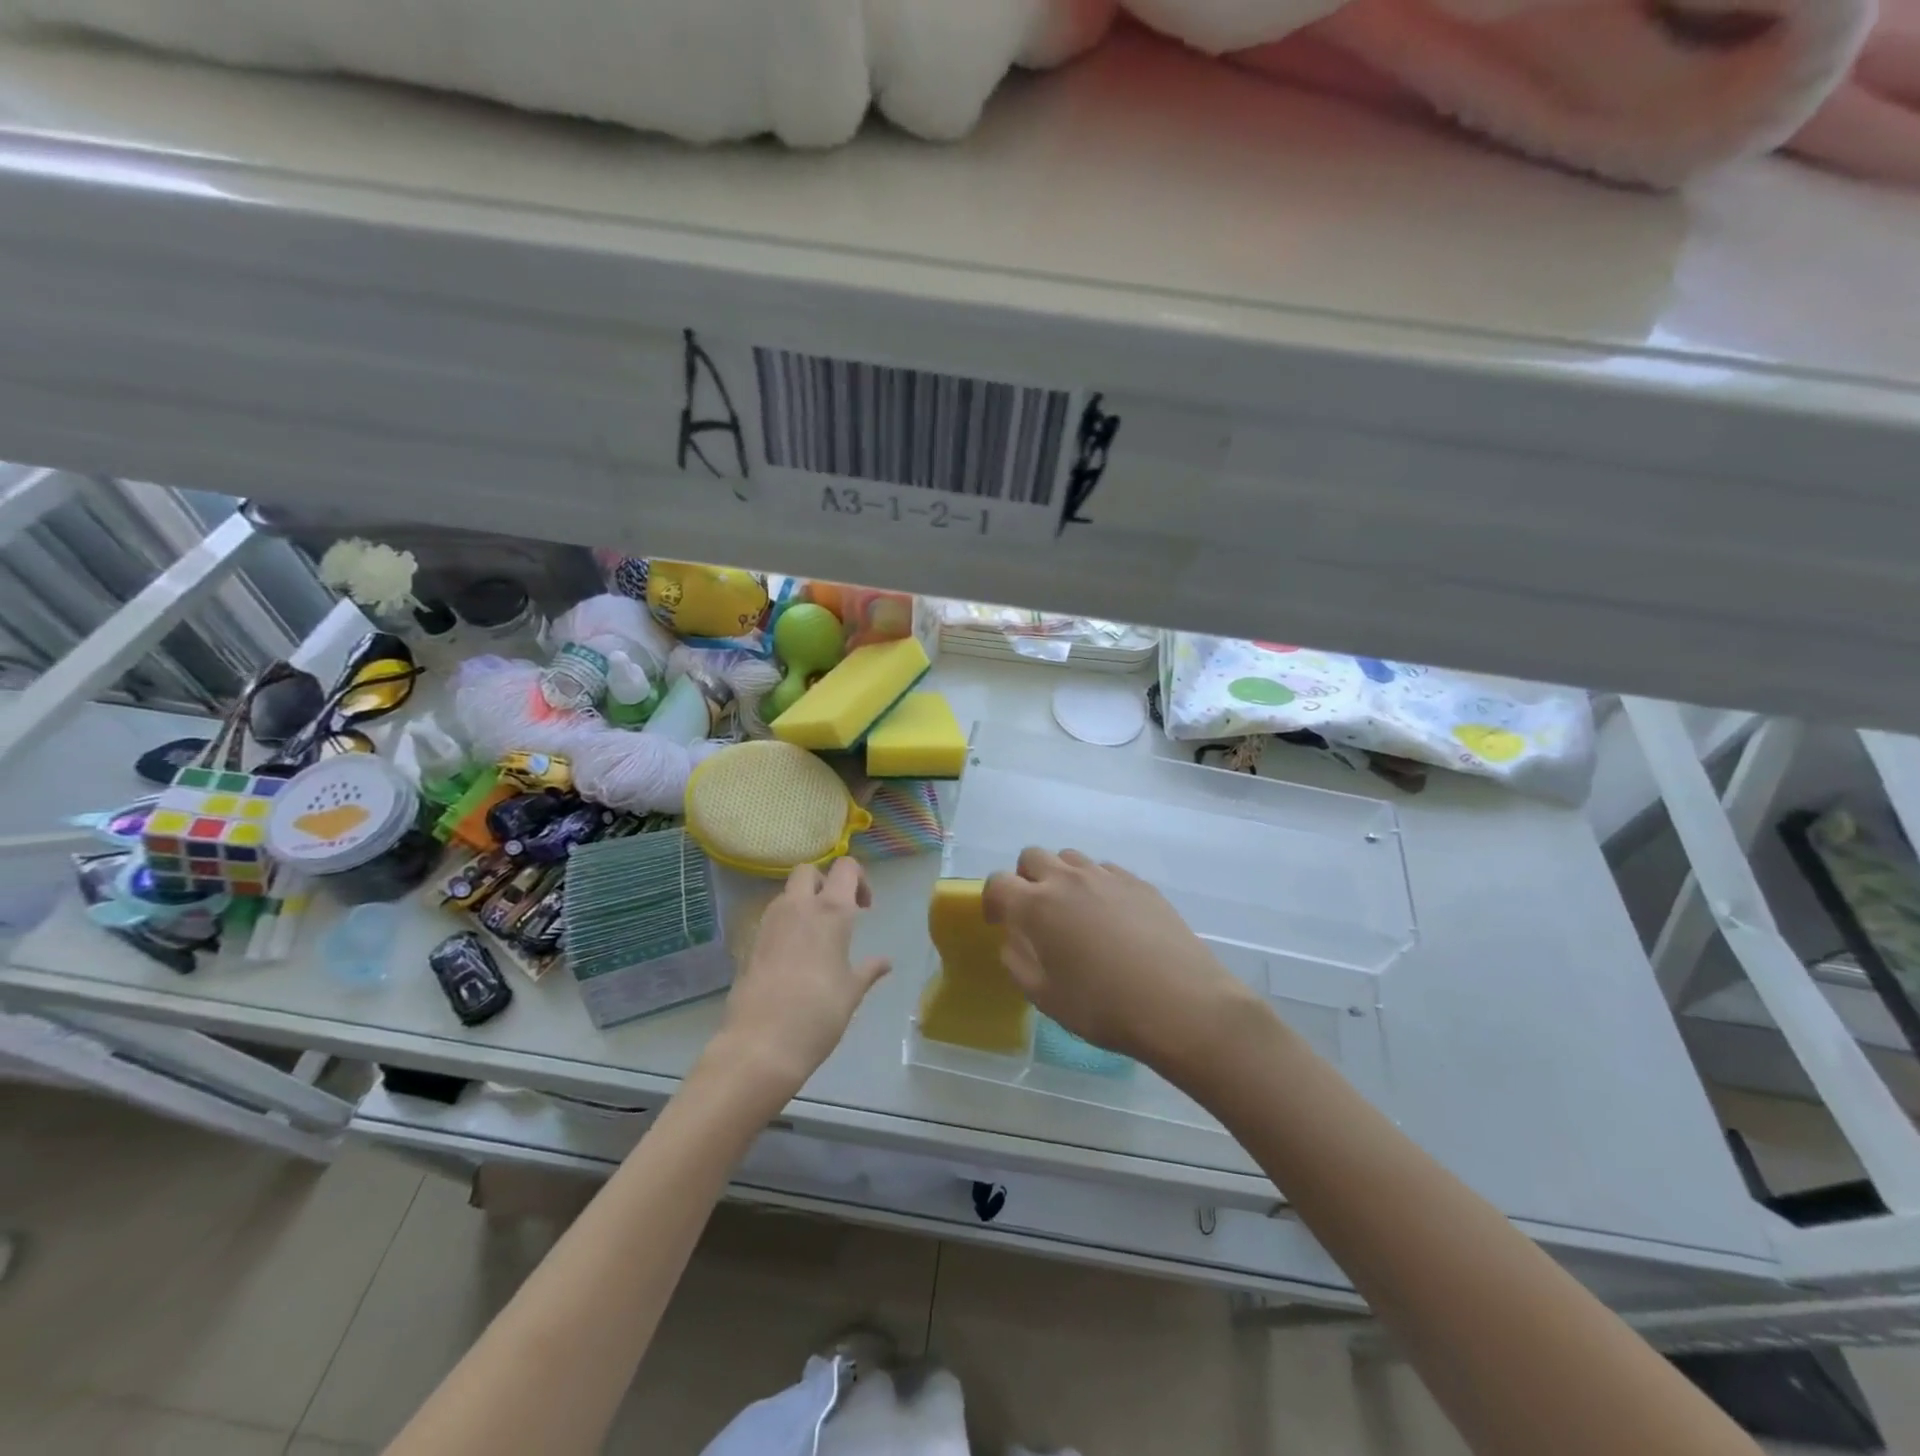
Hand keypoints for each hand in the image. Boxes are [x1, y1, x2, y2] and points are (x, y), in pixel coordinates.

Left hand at [708, 859, 890, 1102]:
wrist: (761, 1044)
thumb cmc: (819, 1014)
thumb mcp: (851, 992)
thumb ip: (869, 970)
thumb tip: (885, 962)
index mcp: (831, 911)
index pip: (845, 868)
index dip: (858, 879)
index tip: (864, 907)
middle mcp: (798, 906)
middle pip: (808, 871)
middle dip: (824, 882)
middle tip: (837, 914)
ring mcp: (769, 922)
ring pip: (786, 893)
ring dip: (802, 902)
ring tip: (816, 937)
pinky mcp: (750, 942)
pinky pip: (771, 918)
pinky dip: (784, 924)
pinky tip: (793, 957)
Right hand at [983, 849, 1260, 1076]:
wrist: (1181, 1005)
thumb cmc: (1103, 1007)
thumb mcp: (1045, 997)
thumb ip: (1017, 961)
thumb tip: (1013, 939)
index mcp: (1036, 906)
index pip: (997, 883)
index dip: (992, 900)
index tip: (999, 921)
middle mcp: (1067, 879)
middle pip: (1032, 857)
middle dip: (1025, 879)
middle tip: (1035, 913)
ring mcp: (1106, 876)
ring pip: (1069, 858)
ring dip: (1061, 877)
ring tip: (1074, 911)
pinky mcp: (1138, 882)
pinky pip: (1104, 870)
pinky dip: (1095, 884)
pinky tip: (1110, 916)